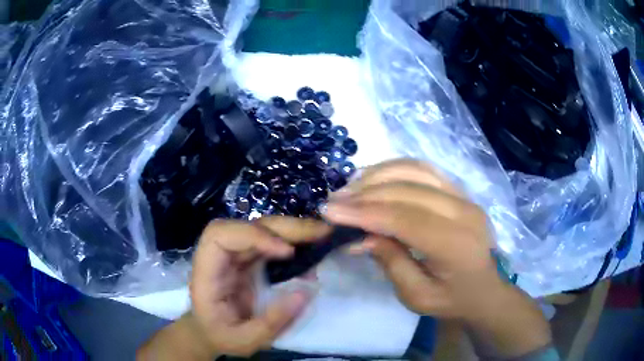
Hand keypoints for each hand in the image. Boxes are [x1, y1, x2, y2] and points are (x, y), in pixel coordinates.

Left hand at [188, 217, 330, 357]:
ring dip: (291, 229)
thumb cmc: (221, 336)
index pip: (219, 236)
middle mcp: (219, 257)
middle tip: (320, 233)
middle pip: (246, 226)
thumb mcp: (245, 340)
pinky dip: (291, 240)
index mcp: (207, 273)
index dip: (253, 236)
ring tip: (321, 235)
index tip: (287, 252)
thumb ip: (272, 321)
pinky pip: (269, 242)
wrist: (211, 332)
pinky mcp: (248, 259)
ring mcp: (235, 256)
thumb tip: (306, 291)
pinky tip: (311, 246)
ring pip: (260, 229)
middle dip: (283, 227)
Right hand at [323, 159, 551, 357]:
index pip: (405, 218)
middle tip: (333, 201)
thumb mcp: (416, 296)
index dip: (365, 212)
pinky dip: (395, 168)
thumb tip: (361, 235)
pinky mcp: (459, 190)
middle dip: (364, 193)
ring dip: (377, 175)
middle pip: (407, 190)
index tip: (329, 211)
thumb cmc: (451, 299)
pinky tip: (375, 177)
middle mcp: (464, 211)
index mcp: (456, 244)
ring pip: (415, 171)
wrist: (484, 289)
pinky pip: (423, 169)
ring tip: (349, 187)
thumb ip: (391, 263)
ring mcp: (464, 196)